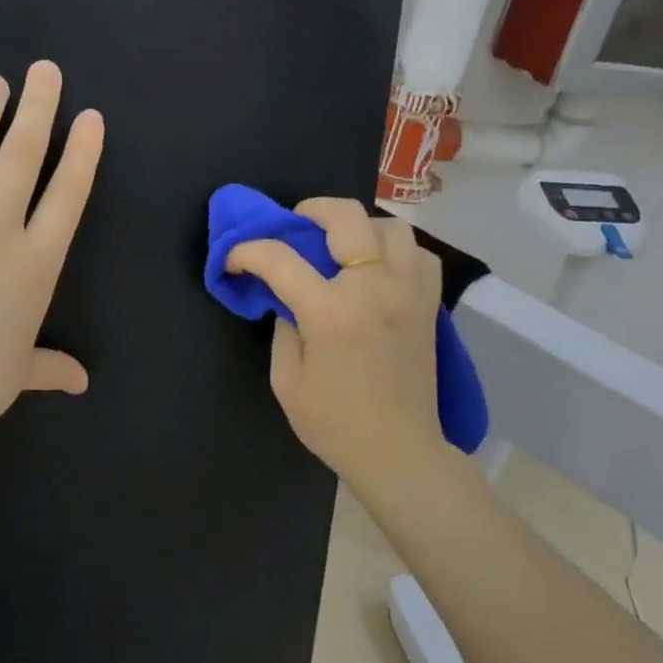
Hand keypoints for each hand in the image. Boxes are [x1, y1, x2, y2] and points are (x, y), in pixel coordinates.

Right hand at [226, 199, 447, 496]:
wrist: (398, 452)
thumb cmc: (334, 424)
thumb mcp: (287, 381)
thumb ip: (283, 328)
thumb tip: (287, 298)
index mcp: (330, 312)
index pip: (279, 258)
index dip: (247, 251)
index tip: (234, 259)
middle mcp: (373, 288)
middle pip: (345, 216)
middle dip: (309, 210)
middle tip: (294, 227)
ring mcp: (408, 292)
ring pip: (390, 227)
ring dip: (359, 227)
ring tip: (341, 247)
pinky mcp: (428, 304)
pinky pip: (418, 254)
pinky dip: (395, 250)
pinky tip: (378, 268)